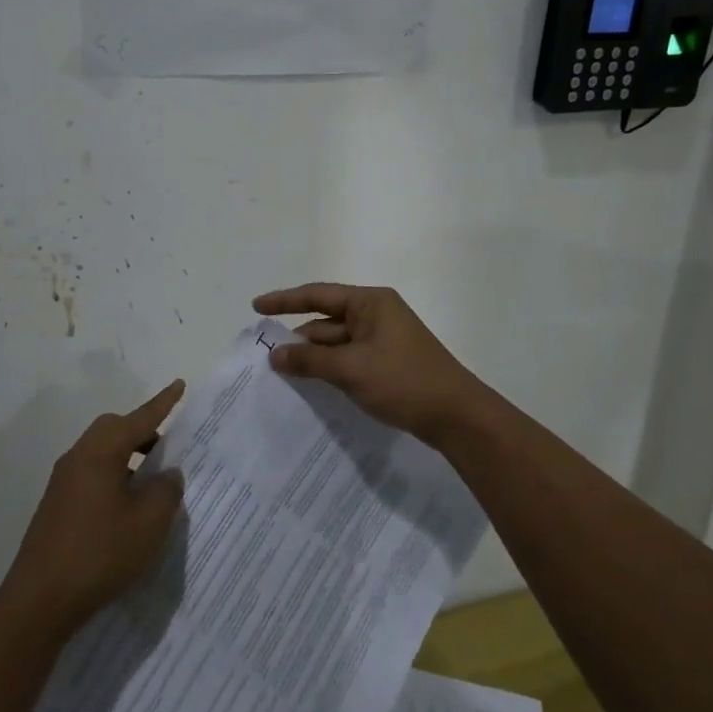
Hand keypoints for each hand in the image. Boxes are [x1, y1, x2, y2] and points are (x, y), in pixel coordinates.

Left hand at [0, 382, 186, 635]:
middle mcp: (78, 457)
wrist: (39, 602)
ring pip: (102, 453)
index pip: (140, 418)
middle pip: (114, 429)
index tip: (180, 384)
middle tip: (168, 449)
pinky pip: (91, 474)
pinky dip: (114, 477)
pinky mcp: (56, 505)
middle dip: (143, 432)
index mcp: (101, 452)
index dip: (163, 403)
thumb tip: (167, 475)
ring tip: (152, 484)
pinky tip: (126, 509)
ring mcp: (63, 482)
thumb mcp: (149, 522)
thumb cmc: (100, 553)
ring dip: (128, 458)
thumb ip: (166, 490)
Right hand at [251, 283, 496, 444]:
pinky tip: (310, 385)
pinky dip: (329, 369)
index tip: (256, 307)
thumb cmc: (403, 381)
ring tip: (280, 373)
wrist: (456, 416)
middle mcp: (376, 314)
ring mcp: (383, 340)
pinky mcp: (387, 363)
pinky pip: (349, 359)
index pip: (318, 295)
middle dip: (298, 338)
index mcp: (370, 303)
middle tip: (264, 354)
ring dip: (312, 357)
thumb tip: (275, 355)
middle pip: (326, 321)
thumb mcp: (351, 369)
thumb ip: (310, 360)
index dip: (285, 300)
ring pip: (337, 343)